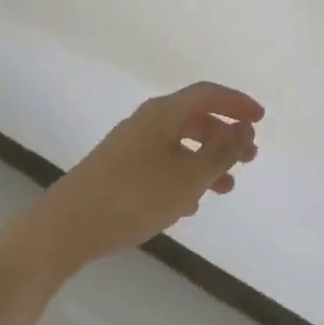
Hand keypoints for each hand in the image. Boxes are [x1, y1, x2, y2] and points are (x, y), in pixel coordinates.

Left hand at [0, 82, 262, 324]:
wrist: (62, 230)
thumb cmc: (132, 198)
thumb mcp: (187, 179)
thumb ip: (220, 154)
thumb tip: (243, 130)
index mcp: (163, 113)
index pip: (208, 94)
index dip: (237, 102)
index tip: (261, 119)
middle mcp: (146, 121)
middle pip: (194, 117)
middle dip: (225, 135)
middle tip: (249, 157)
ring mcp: (129, 146)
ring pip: (179, 144)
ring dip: (206, 160)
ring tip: (226, 188)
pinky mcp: (117, 170)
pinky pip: (162, 163)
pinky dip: (183, 175)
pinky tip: (190, 204)